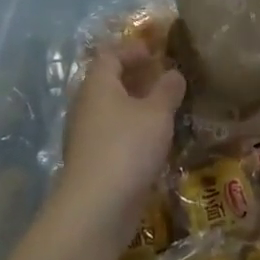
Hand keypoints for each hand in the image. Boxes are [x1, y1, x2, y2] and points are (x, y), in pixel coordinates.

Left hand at [60, 41, 184, 242]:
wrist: (96, 209)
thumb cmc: (127, 147)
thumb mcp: (157, 114)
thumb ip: (167, 90)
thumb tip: (174, 73)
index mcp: (98, 84)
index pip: (110, 54)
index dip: (132, 50)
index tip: (156, 53)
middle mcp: (86, 105)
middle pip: (109, 82)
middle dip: (136, 79)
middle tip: (166, 81)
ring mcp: (86, 136)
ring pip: (112, 111)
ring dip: (136, 107)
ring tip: (166, 111)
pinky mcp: (92, 163)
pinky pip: (113, 136)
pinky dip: (132, 132)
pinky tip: (154, 143)